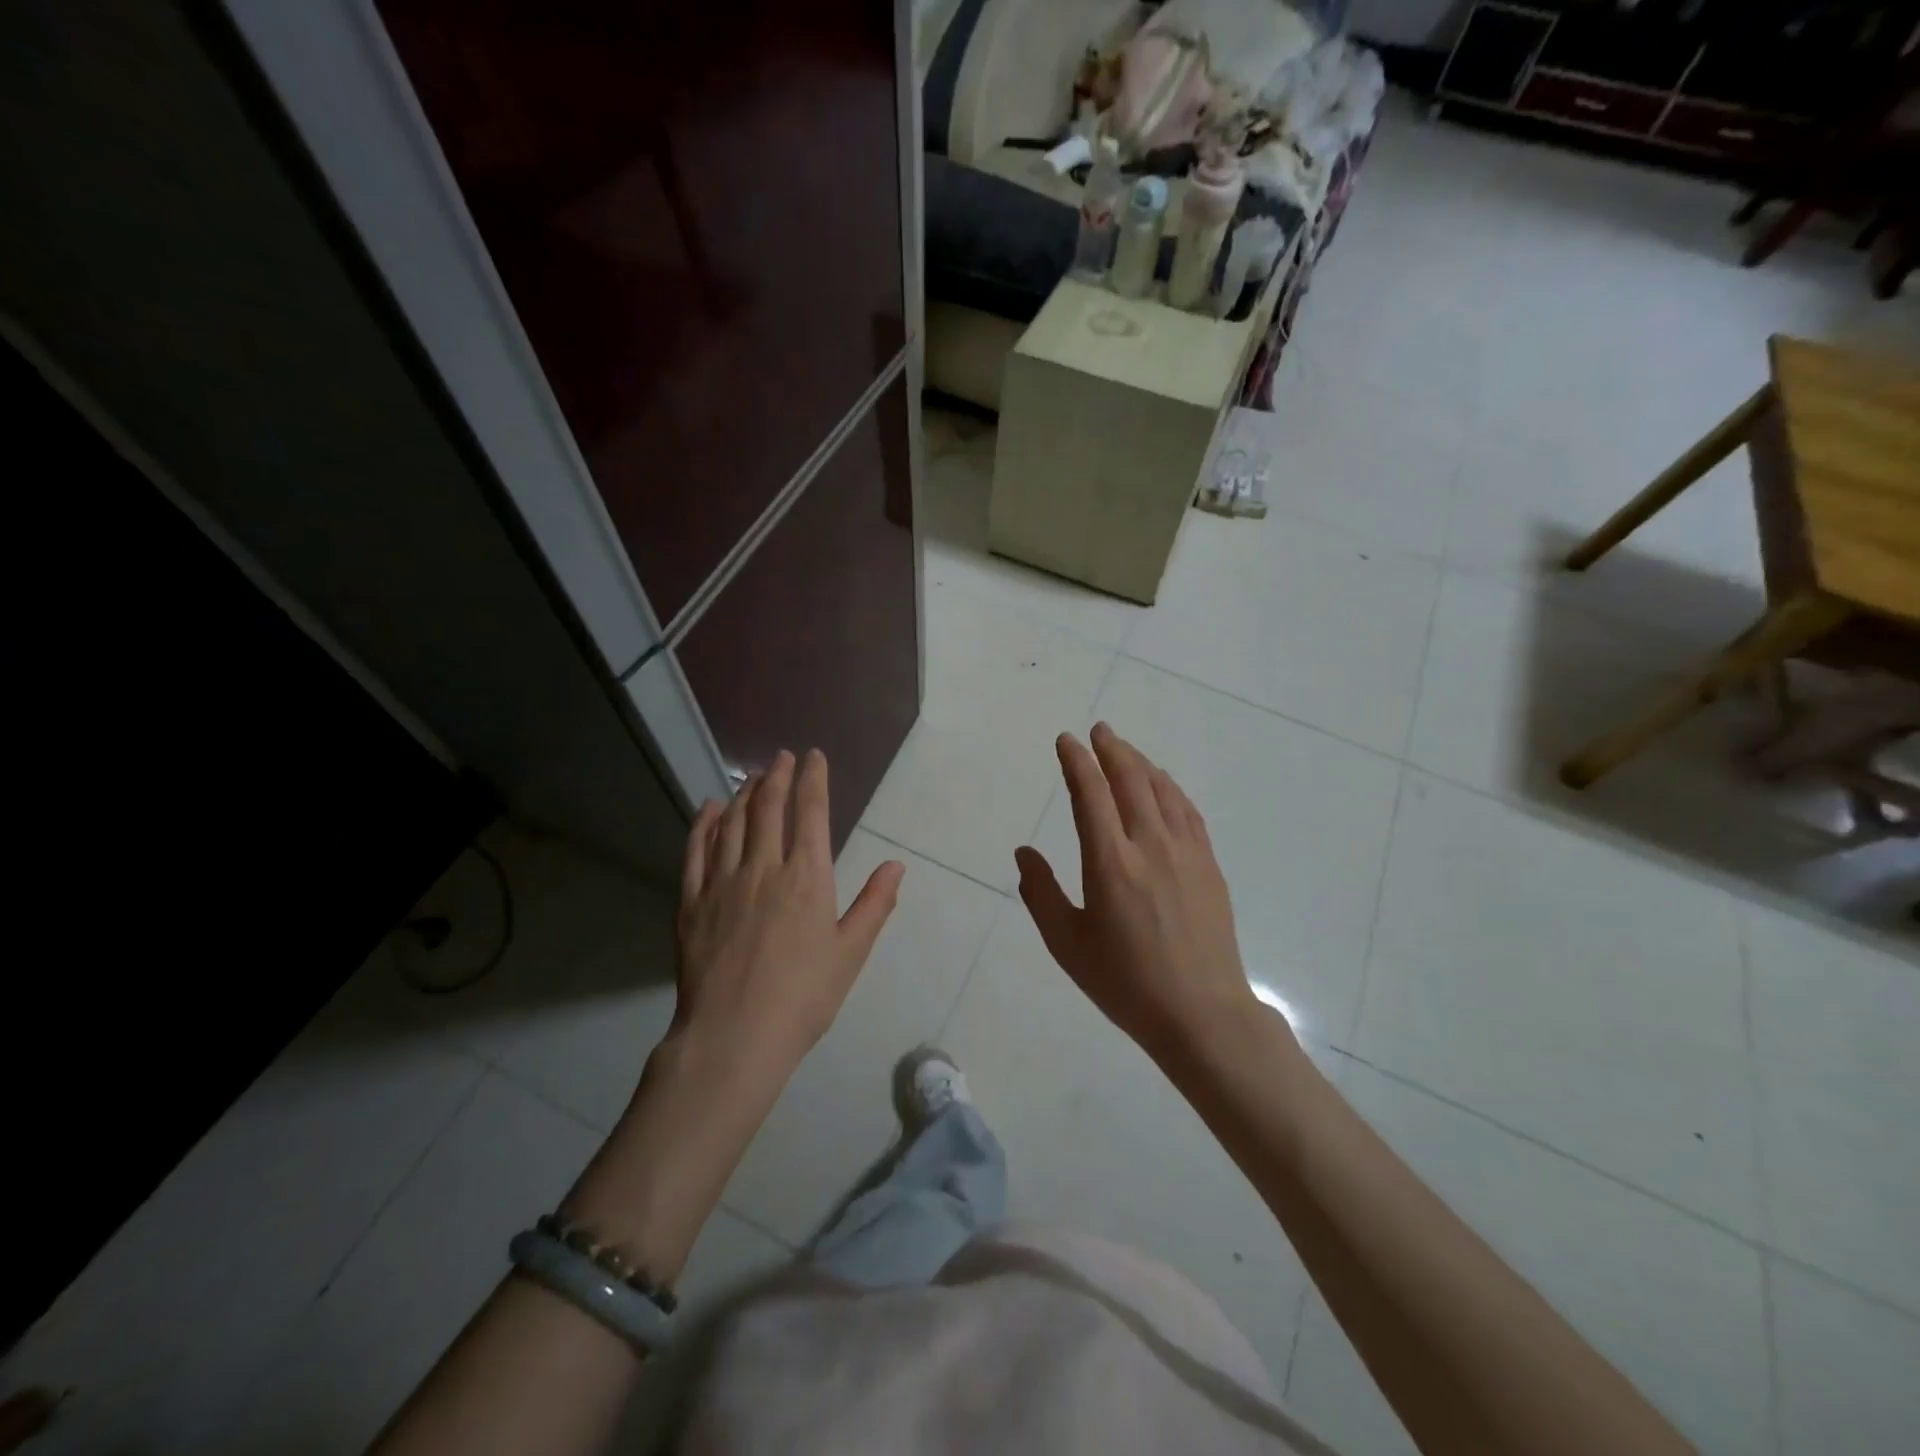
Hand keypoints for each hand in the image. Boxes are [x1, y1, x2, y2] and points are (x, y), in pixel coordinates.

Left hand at [674, 748, 904, 1078]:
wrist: (734, 1037)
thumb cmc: (803, 997)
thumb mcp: (850, 953)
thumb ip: (874, 904)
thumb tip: (897, 865)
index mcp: (807, 877)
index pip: (810, 813)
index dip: (813, 779)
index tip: (814, 756)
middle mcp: (763, 868)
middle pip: (768, 808)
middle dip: (777, 776)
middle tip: (782, 757)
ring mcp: (722, 882)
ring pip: (732, 822)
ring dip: (743, 793)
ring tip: (752, 777)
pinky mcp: (691, 902)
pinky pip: (696, 850)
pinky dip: (703, 823)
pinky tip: (708, 809)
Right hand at [1015, 724, 1258, 1061]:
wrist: (1201, 1013)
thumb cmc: (1125, 983)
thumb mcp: (1067, 944)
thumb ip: (1040, 893)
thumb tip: (1025, 852)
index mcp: (1110, 863)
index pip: (1090, 794)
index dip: (1077, 762)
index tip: (1066, 741)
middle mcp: (1149, 846)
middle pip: (1130, 780)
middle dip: (1111, 750)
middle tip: (1099, 731)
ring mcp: (1185, 852)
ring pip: (1162, 790)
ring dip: (1141, 763)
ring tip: (1125, 751)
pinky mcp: (1208, 865)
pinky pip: (1187, 811)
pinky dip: (1170, 788)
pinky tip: (1163, 785)